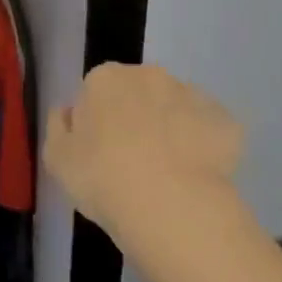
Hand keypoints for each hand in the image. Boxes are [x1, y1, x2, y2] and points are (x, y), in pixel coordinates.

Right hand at [45, 64, 242, 245]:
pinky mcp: (225, 122)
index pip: (95, 91)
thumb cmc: (102, 178)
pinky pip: (209, 130)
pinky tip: (196, 177)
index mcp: (104, 79)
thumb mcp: (56, 158)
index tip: (98, 151)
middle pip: (137, 92)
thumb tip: (69, 112)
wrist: (171, 206)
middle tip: (131, 161)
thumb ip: (58, 127)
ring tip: (167, 173)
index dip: (96, 121)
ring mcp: (191, 95)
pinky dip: (203, 146)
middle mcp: (148, 75)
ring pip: (175, 108)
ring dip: (170, 128)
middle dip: (135, 117)